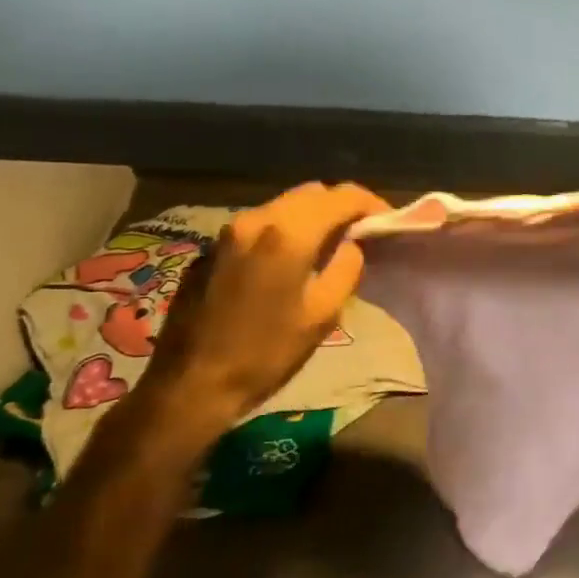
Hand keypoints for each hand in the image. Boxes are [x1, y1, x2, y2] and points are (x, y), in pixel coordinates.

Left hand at [140, 182, 389, 428]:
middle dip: (341, 207)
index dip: (372, 205)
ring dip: (313, 218)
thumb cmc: (266, 353)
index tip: (388, 224)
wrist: (191, 384)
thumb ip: (346, 268)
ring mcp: (228, 231)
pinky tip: (291, 263)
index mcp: (288, 234)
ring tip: (331, 248)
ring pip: (284, 206)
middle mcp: (256, 219)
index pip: (342, 196)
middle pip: (312, 193)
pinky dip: (286, 231)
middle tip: (362, 235)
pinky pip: (261, 224)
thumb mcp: (323, 315)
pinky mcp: (212, 249)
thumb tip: (352, 245)